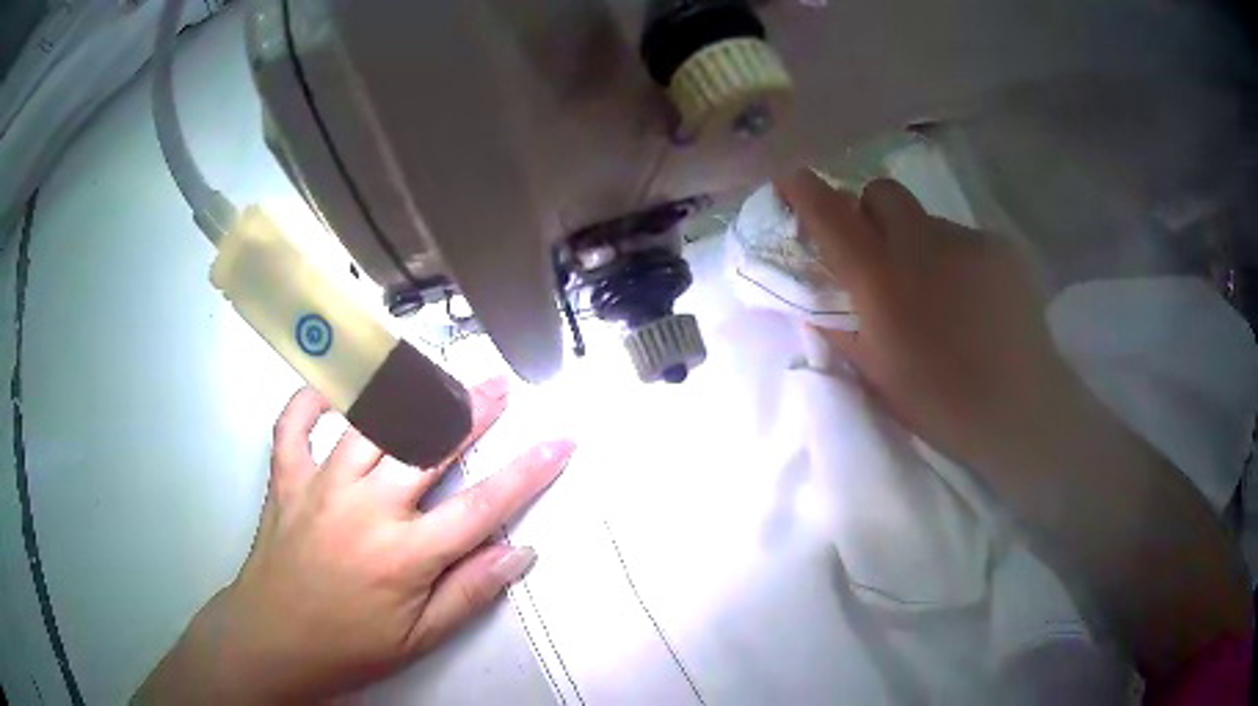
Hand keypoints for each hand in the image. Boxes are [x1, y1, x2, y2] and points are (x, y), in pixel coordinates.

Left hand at [138, 378, 574, 702]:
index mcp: (404, 555)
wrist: (273, 640)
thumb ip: (470, 593)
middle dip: (471, 411)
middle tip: (499, 384)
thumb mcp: (419, 639)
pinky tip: (331, 387)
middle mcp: (365, 508)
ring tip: (434, 372)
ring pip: (369, 423)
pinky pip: (294, 423)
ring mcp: (320, 485)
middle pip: (428, 446)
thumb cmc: (349, 645)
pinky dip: (311, 398)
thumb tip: (519, 553)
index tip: (559, 442)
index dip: (528, 472)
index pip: (482, 506)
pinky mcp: (286, 478)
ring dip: (406, 393)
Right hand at [776, 169, 1250, 678]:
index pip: (831, 215)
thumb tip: (814, 297)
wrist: (1022, 409)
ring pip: (927, 219)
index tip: (793, 179)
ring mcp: (966, 240)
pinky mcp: (1000, 247)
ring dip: (919, 243)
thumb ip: (839, 326)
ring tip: (942, 294)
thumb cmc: (941, 402)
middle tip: (882, 253)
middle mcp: (921, 244)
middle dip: (870, 210)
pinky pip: (964, 238)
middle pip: (882, 191)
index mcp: (882, 281)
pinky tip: (975, 300)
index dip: (806, 190)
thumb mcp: (876, 374)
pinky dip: (958, 259)